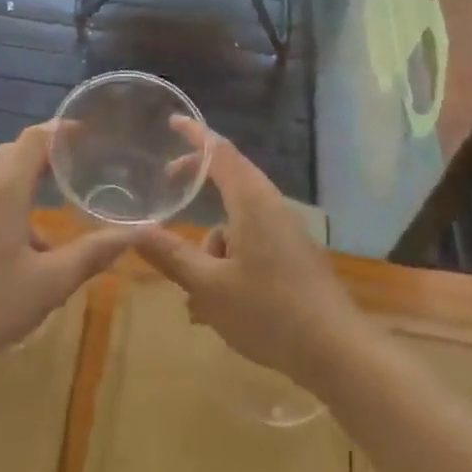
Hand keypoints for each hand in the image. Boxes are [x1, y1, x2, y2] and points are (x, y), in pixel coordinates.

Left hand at [0, 123, 132, 372]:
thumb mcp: (48, 284)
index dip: (64, 130)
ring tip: (63, 199)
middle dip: (50, 152)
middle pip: (17, 150)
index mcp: (4, 187)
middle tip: (85, 163)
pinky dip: (13, 198)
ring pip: (0, 172)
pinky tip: (31, 240)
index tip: (92, 133)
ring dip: (30, 177)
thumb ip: (93, 253)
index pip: (36, 138)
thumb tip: (134, 233)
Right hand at [135, 119, 369, 390]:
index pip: (221, 152)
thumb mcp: (209, 287)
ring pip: (236, 224)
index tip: (174, 121)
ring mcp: (286, 233)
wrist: (336, 351)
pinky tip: (215, 310)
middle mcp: (271, 208)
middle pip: (229, 181)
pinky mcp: (293, 257)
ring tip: (194, 298)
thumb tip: (135, 230)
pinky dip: (228, 265)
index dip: (196, 134)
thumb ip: (171, 256)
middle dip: (197, 186)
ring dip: (210, 249)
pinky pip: (251, 246)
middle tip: (168, 186)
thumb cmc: (268, 311)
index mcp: (252, 202)